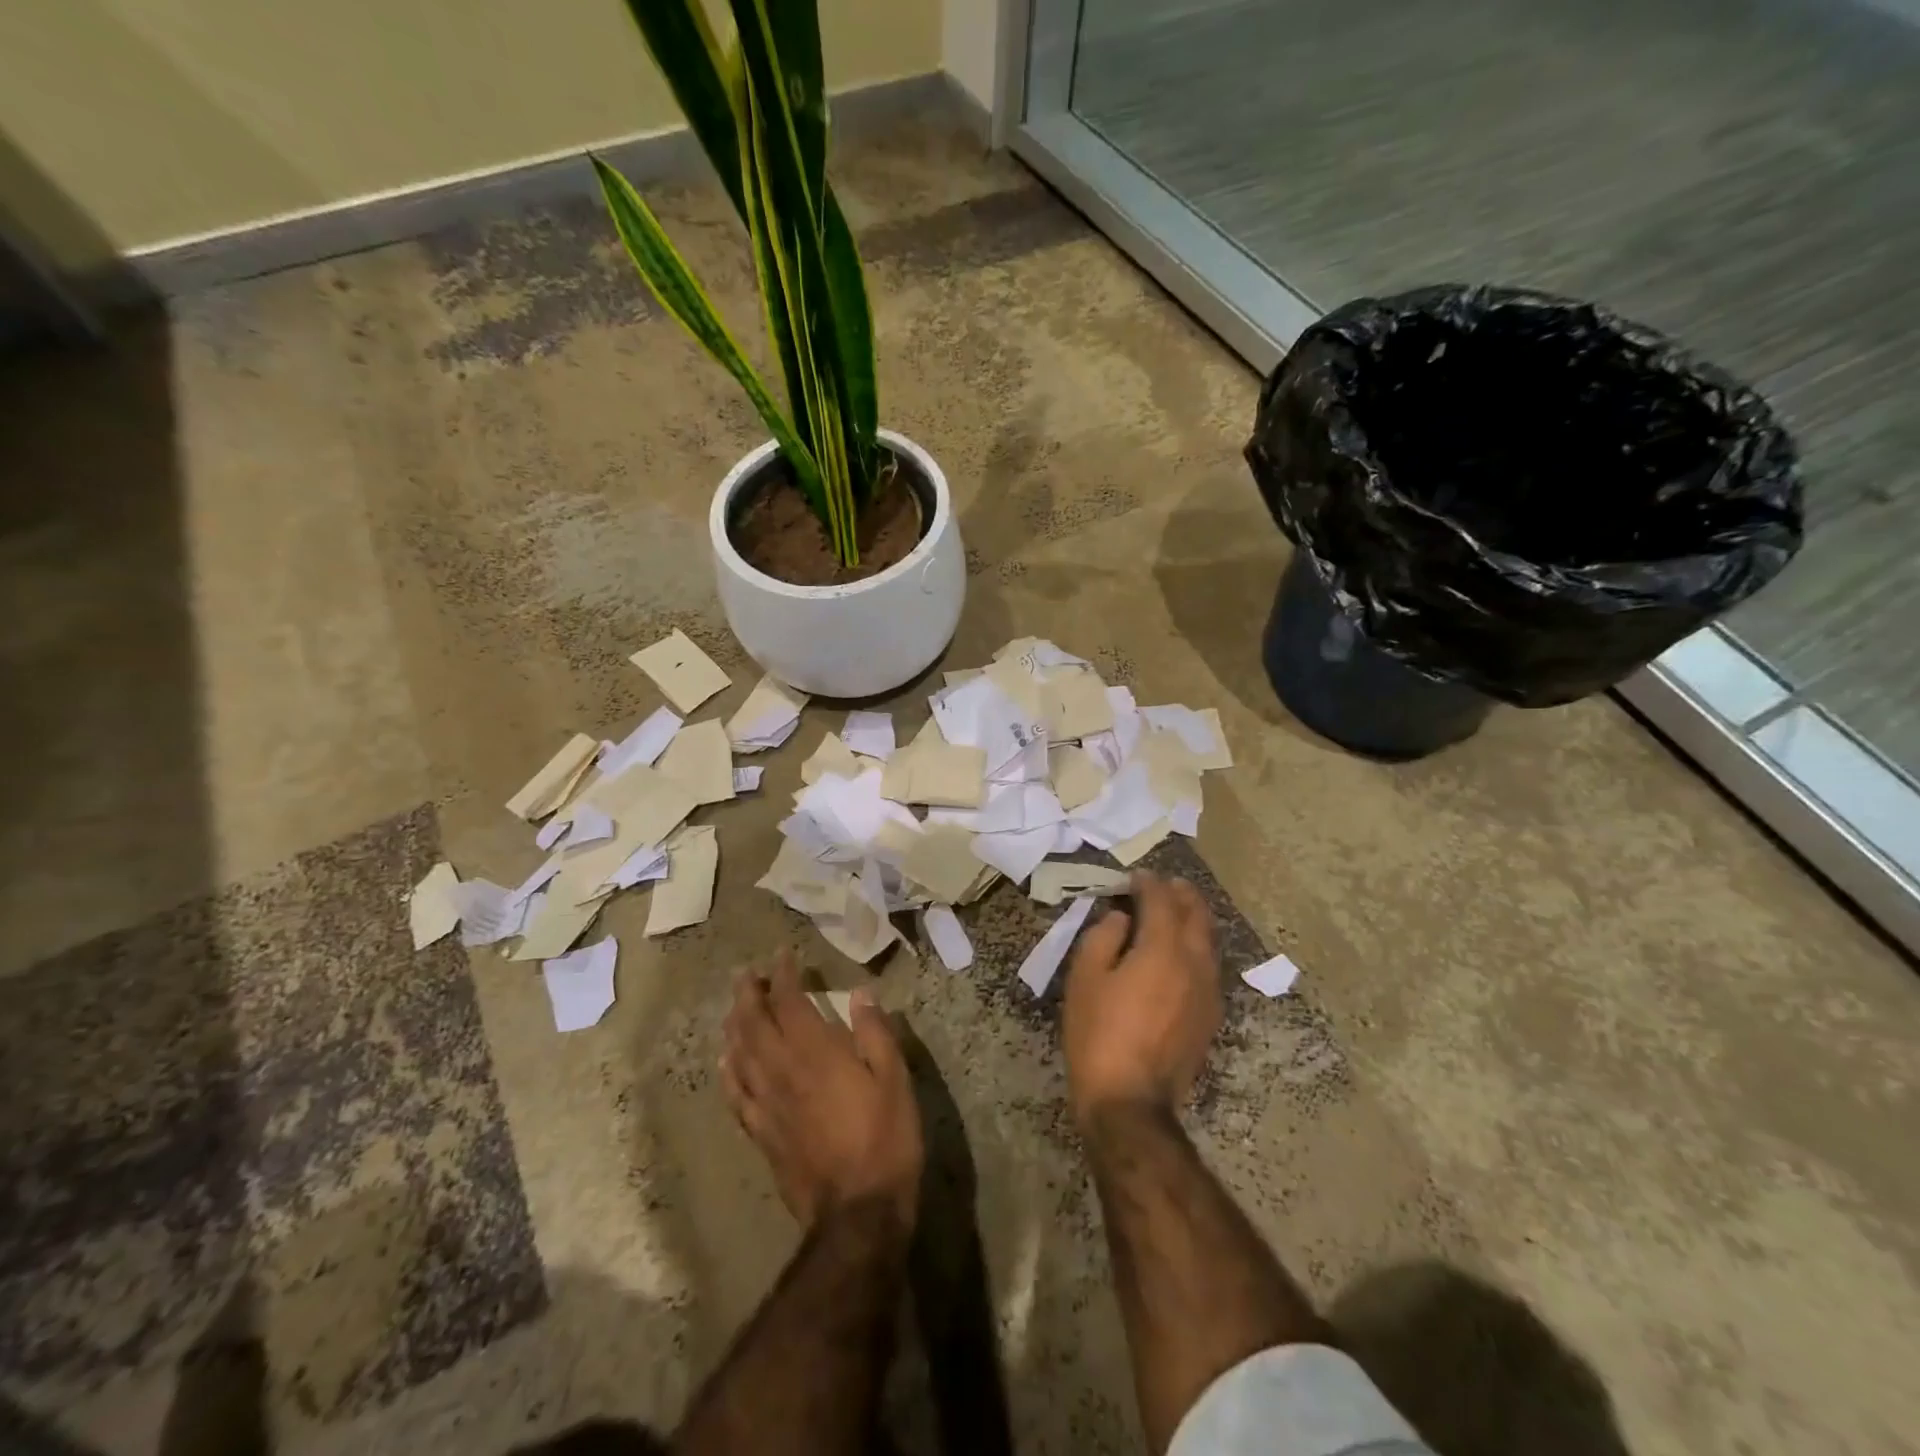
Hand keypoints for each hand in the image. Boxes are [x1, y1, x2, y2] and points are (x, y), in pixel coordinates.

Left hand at [720, 951, 923, 1234]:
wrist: (857, 1214)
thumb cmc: (885, 1138)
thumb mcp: (894, 1079)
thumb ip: (875, 1032)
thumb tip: (860, 993)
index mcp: (816, 1052)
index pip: (789, 1002)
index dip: (783, 975)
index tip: (782, 955)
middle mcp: (783, 1071)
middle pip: (754, 1024)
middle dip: (748, 994)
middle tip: (745, 973)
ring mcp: (767, 1104)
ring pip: (739, 1055)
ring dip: (734, 1025)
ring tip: (733, 1007)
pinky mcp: (761, 1134)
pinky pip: (735, 1095)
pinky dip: (728, 1071)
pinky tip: (726, 1062)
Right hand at [1063, 873, 1220, 1122]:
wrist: (1130, 1101)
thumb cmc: (1099, 1033)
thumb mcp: (1085, 978)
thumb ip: (1104, 937)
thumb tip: (1122, 919)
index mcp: (1162, 949)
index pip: (1161, 900)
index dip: (1148, 883)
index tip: (1134, 876)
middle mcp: (1194, 963)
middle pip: (1197, 915)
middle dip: (1181, 894)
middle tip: (1165, 883)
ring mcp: (1208, 992)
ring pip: (1209, 941)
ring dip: (1194, 918)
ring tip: (1177, 910)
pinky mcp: (1210, 1016)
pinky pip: (1209, 966)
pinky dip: (1197, 946)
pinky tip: (1182, 953)